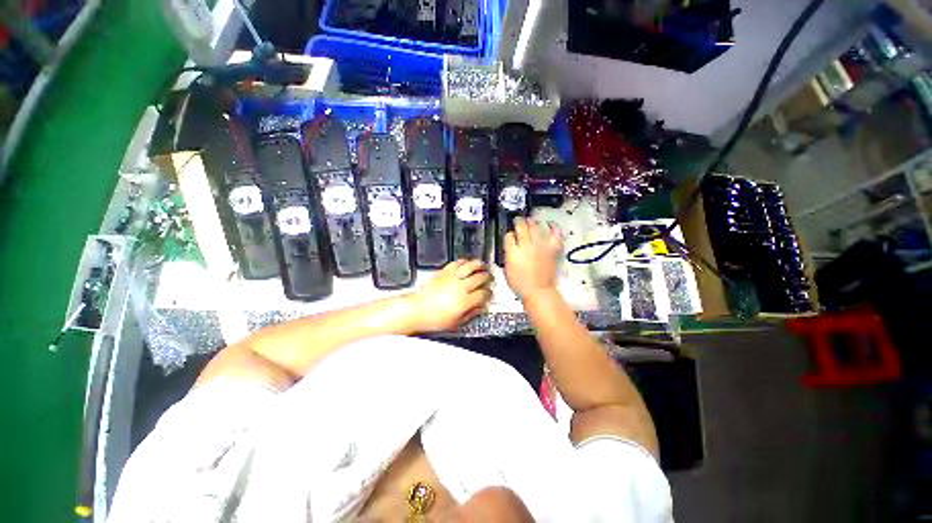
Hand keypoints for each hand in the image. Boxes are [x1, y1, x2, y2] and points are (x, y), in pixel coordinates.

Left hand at [410, 260, 491, 331]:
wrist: (416, 309)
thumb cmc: (434, 319)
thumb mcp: (455, 323)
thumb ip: (470, 313)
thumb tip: (479, 307)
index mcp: (465, 301)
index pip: (483, 294)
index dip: (489, 293)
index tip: (489, 293)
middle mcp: (461, 287)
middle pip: (480, 278)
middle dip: (487, 277)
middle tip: (489, 277)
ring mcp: (452, 277)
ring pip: (470, 266)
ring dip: (479, 265)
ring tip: (482, 265)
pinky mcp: (444, 272)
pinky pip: (457, 263)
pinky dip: (464, 261)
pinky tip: (466, 262)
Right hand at [504, 217, 563, 299]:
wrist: (537, 291)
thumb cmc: (520, 284)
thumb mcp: (507, 269)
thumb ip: (509, 255)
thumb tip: (511, 248)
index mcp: (513, 251)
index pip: (509, 236)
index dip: (509, 234)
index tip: (510, 235)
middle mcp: (526, 246)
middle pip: (521, 227)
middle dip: (518, 223)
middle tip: (518, 221)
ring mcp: (540, 246)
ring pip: (535, 227)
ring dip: (531, 222)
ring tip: (530, 220)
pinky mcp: (551, 249)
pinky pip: (554, 234)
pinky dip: (553, 228)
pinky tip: (550, 224)